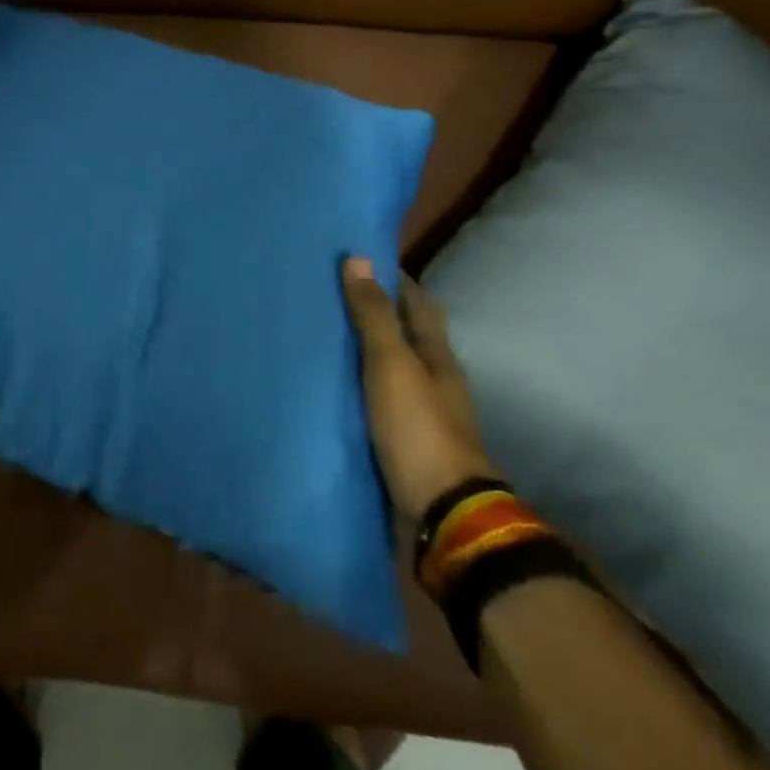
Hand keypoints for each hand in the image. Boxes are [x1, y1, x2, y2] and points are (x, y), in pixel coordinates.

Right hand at [341, 257, 495, 519]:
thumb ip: (374, 316)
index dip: (395, 280)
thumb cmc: (418, 428)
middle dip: (380, 314)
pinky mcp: (405, 440)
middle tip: (334, 295)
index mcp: (437, 356)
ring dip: (369, 351)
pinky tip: (336, 385)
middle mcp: (434, 379)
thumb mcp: (391, 365)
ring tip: (328, 336)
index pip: (418, 304)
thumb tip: (358, 258)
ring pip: (394, 368)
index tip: (361, 260)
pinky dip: (362, 385)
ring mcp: (423, 412)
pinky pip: (380, 399)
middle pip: (408, 335)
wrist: (442, 511)